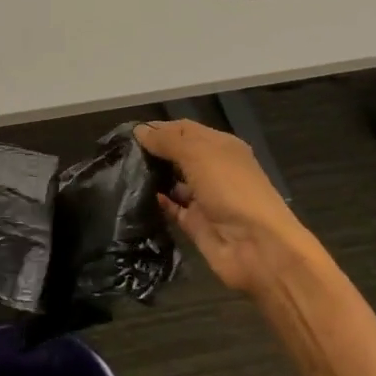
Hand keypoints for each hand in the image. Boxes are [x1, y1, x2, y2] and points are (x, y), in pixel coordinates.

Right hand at [136, 119, 322, 294]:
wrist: (257, 247)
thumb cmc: (231, 189)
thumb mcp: (199, 155)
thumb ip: (168, 141)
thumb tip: (139, 130)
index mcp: (220, 147)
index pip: (185, 129)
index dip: (158, 128)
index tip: (127, 132)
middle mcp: (213, 169)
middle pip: (178, 155)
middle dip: (153, 152)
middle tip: (119, 152)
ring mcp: (205, 198)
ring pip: (173, 182)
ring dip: (152, 177)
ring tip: (121, 173)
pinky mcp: (196, 224)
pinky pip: (172, 208)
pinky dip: (157, 202)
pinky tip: (135, 197)